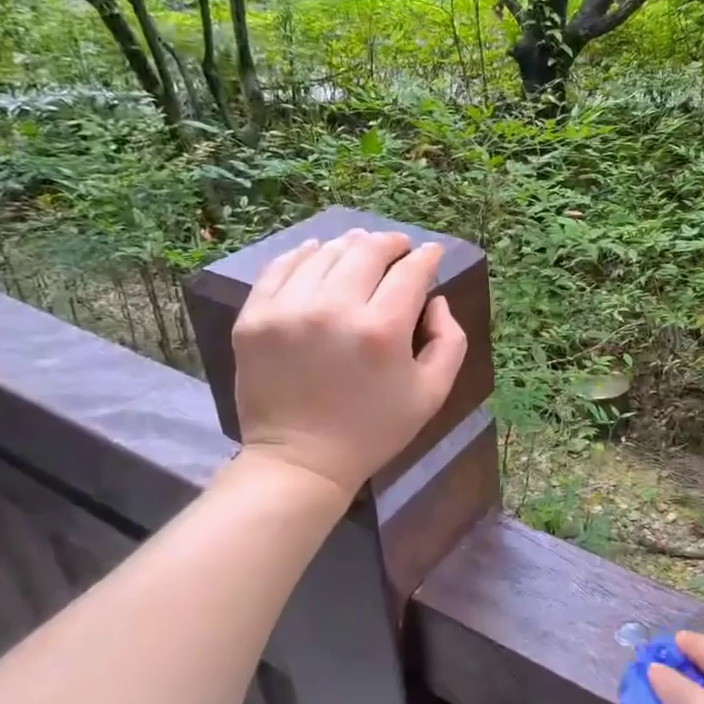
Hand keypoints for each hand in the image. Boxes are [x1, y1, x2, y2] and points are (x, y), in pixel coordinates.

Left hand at [230, 228, 466, 495]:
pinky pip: (281, 267)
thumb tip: (435, 299)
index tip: (431, 253)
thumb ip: (449, 339)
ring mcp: (287, 310)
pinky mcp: (254, 318)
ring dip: (349, 246)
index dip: (426, 257)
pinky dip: (303, 254)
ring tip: (360, 248)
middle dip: (390, 243)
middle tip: (398, 246)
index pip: (410, 272)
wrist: (301, 460)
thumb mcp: (433, 392)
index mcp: (382, 330)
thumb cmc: (375, 429)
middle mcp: (334, 309)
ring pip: (325, 253)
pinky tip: (317, 253)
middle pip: (366, 252)